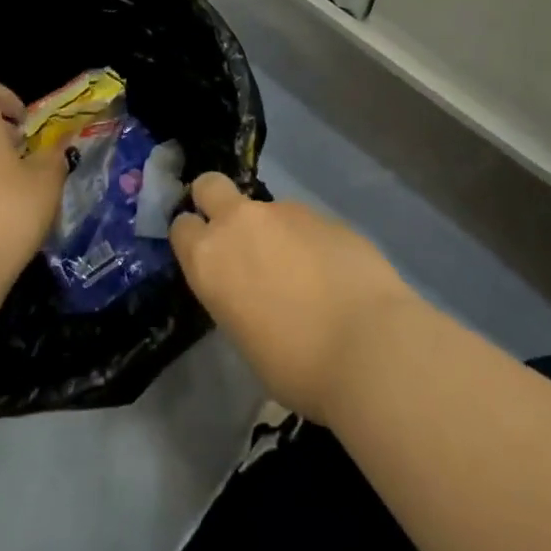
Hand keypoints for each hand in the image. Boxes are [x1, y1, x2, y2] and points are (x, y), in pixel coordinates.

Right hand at [171, 173, 415, 423]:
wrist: (369, 346)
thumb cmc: (297, 365)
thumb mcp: (246, 339)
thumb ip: (237, 296)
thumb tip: (253, 287)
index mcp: (210, 259)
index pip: (181, 227)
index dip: (192, 238)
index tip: (205, 256)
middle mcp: (240, 222)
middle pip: (210, 185)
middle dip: (214, 200)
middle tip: (235, 236)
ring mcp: (284, 211)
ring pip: (266, 210)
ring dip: (274, 232)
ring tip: (303, 278)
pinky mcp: (322, 213)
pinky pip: (305, 224)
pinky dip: (311, 243)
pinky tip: (333, 277)